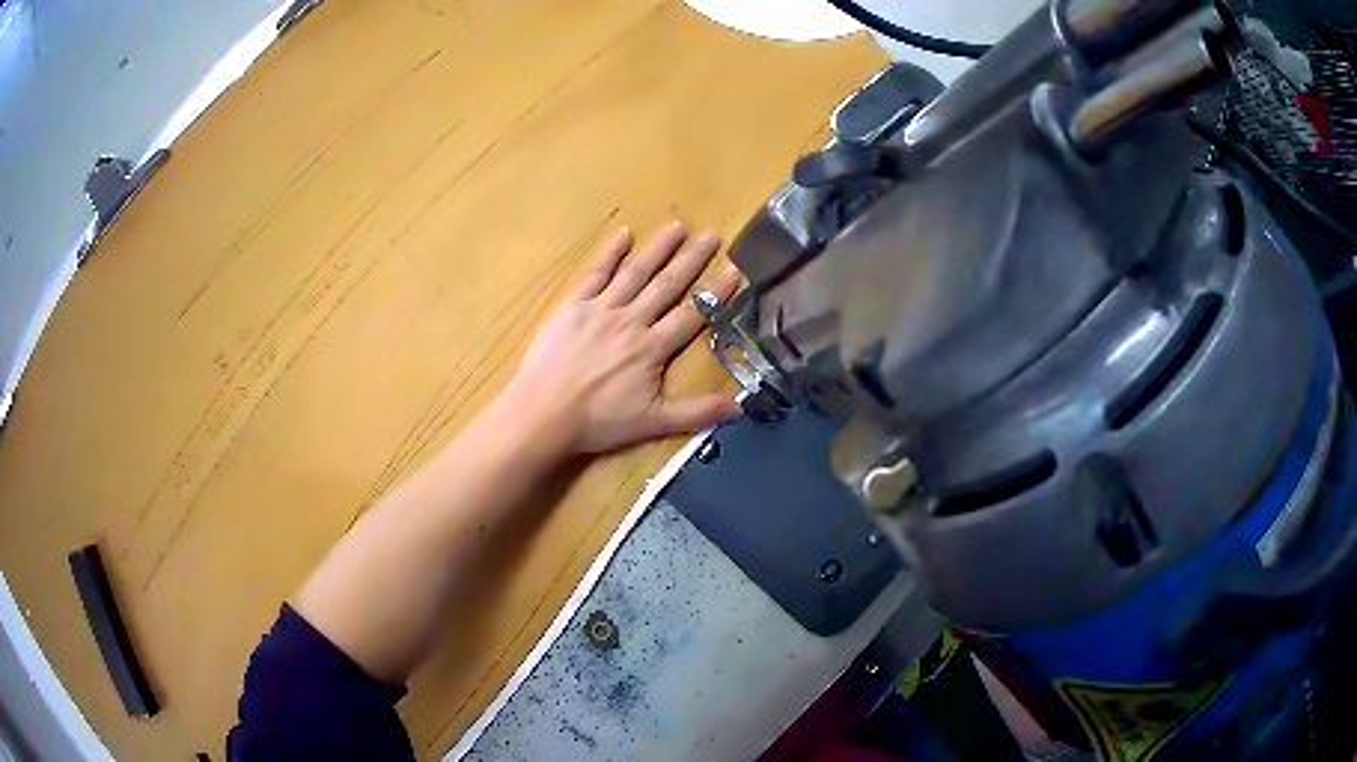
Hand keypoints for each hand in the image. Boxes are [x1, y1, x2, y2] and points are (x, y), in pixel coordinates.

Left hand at [503, 222, 741, 454]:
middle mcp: (631, 321)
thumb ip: (696, 413)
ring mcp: (601, 309)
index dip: (715, 294)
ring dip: (657, 249)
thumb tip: (741, 407)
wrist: (543, 412)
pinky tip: (624, 234)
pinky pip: (595, 275)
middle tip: (711, 235)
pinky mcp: (573, 306)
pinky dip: (610, 254)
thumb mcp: (652, 423)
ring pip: (635, 273)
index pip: (691, 315)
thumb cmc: (598, 421)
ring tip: (677, 226)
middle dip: (691, 260)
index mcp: (652, 349)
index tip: (735, 270)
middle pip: (666, 285)